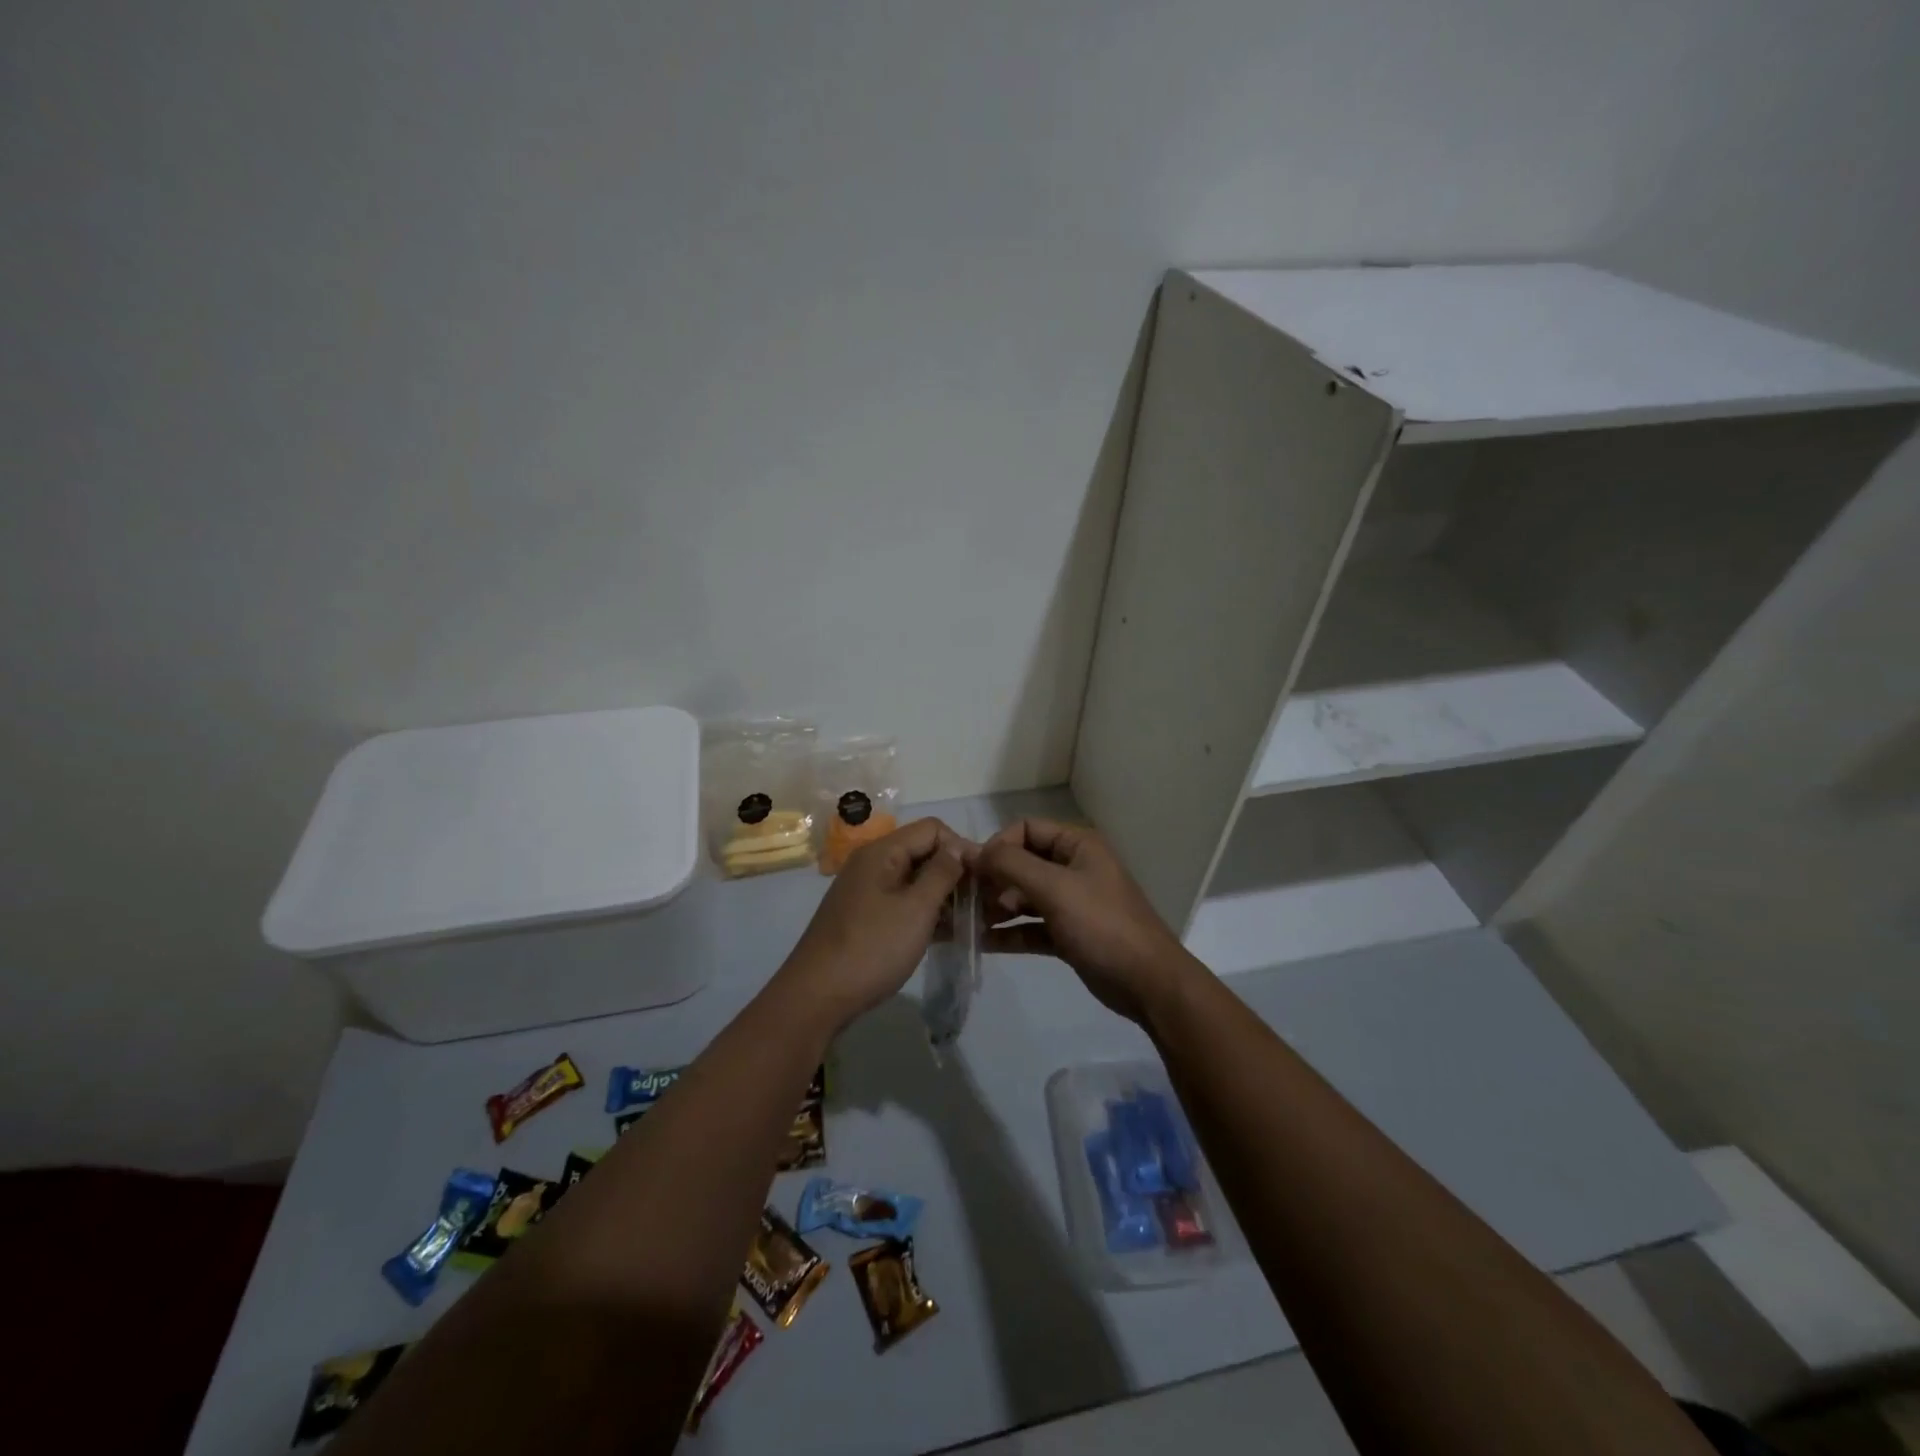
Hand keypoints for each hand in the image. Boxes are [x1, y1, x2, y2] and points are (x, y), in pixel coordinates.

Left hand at [777, 816, 968, 1031]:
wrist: (817, 997)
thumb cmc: (872, 948)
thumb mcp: (916, 909)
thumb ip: (942, 872)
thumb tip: (959, 846)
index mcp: (882, 852)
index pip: (933, 829)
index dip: (962, 847)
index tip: (985, 878)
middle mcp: (873, 864)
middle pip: (923, 852)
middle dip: (955, 872)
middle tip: (983, 902)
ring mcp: (867, 892)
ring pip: (915, 880)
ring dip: (943, 896)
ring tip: (972, 920)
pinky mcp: (866, 918)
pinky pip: (903, 903)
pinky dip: (926, 913)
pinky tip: (948, 934)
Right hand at [973, 818, 1196, 1023]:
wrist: (1148, 982)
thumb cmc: (1102, 925)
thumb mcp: (1055, 888)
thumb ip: (1011, 865)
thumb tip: (971, 851)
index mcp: (1077, 845)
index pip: (1026, 829)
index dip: (997, 845)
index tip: (973, 871)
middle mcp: (1074, 868)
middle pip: (1022, 863)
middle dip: (993, 879)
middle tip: (967, 902)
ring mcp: (1072, 902)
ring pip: (1024, 896)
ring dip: (997, 907)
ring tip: (970, 923)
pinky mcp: (1068, 934)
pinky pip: (1031, 926)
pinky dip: (1010, 932)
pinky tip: (982, 942)